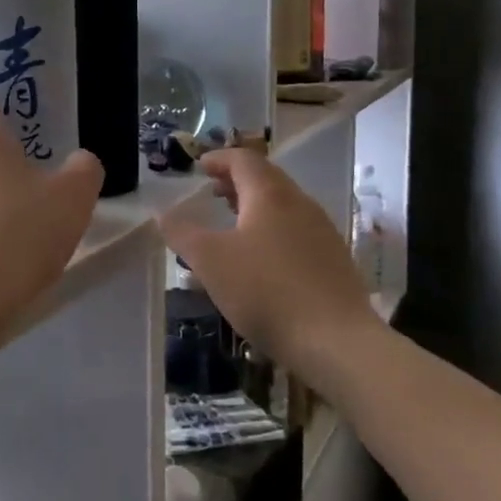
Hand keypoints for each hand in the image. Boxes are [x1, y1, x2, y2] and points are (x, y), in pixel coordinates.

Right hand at [159, 149, 372, 382]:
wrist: (337, 341)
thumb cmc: (266, 291)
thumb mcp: (210, 262)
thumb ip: (183, 233)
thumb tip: (163, 213)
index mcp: (270, 195)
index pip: (243, 160)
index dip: (219, 159)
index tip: (200, 167)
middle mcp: (300, 204)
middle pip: (266, 179)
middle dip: (236, 181)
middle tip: (212, 192)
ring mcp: (322, 231)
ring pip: (283, 205)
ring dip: (254, 206)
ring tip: (232, 224)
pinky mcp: (333, 260)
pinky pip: (296, 231)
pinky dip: (272, 230)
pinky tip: (261, 259)